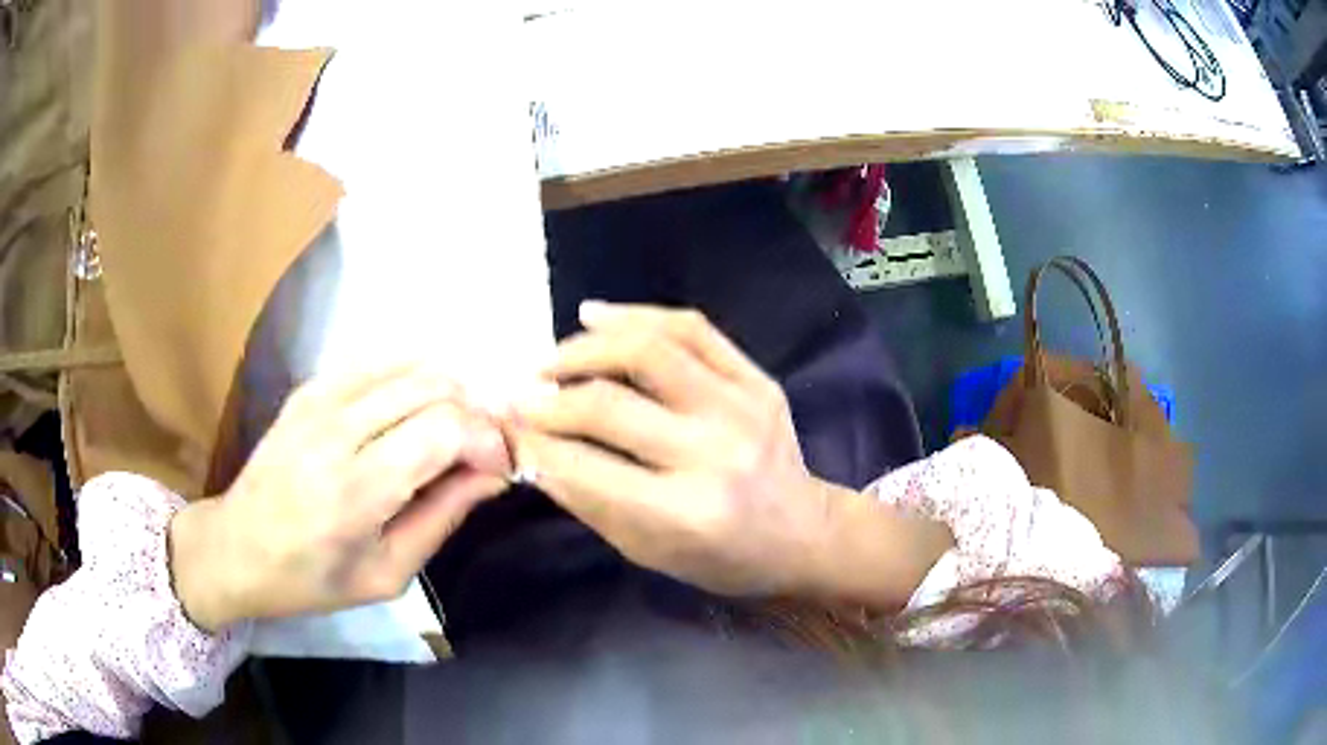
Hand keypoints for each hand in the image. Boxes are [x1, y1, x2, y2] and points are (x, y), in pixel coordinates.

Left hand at [169, 364, 511, 631]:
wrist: (237, 547)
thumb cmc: (313, 578)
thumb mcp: (387, 573)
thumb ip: (442, 517)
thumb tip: (492, 473)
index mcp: (356, 491)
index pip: (445, 428)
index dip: (488, 440)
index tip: (498, 468)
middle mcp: (337, 431)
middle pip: (435, 386)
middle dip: (476, 414)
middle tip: (480, 451)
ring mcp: (319, 399)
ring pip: (412, 364)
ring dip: (449, 393)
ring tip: (452, 432)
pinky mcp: (310, 387)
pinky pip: (379, 361)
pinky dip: (412, 379)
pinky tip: (414, 412)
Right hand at [510, 303, 832, 596]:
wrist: (801, 533)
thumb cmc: (721, 558)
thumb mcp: (646, 549)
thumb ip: (587, 497)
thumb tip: (531, 448)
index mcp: (685, 513)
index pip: (584, 467)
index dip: (533, 444)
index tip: (503, 428)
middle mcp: (714, 453)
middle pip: (608, 405)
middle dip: (546, 398)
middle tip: (517, 396)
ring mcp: (741, 407)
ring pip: (647, 349)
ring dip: (583, 349)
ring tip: (550, 360)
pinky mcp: (757, 379)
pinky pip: (690, 328)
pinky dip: (635, 316)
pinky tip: (594, 316)